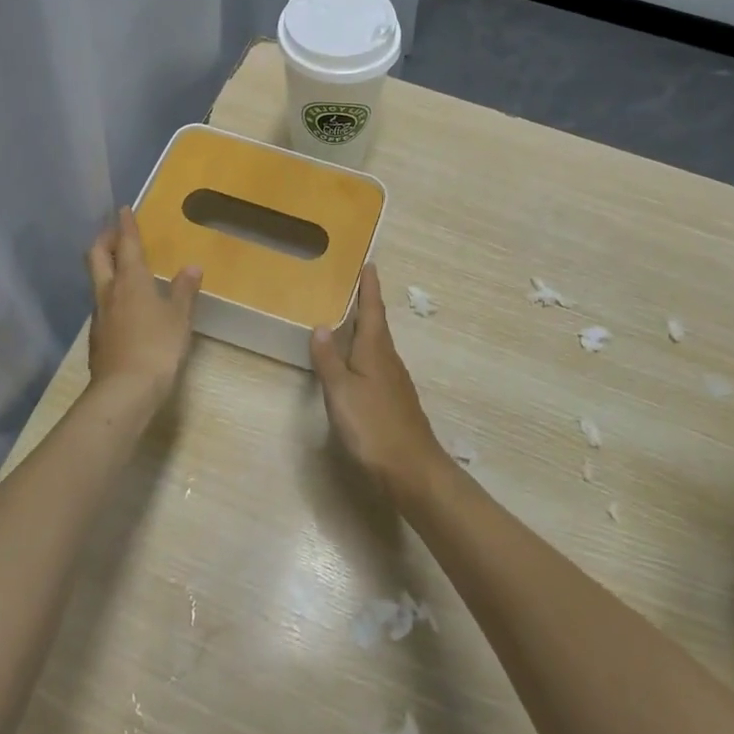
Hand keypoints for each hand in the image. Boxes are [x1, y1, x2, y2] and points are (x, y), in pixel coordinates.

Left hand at [86, 207, 201, 403]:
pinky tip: (124, 306)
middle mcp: (109, 292)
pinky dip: (110, 294)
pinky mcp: (98, 337)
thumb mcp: (179, 318)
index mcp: (130, 281)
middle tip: (114, 232)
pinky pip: (102, 305)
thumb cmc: (157, 347)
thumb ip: (184, 291)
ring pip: (97, 280)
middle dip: (105, 240)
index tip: (123, 209)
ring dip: (106, 267)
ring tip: (121, 267)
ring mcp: (99, 315)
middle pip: (98, 257)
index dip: (125, 225)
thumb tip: (191, 267)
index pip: (127, 245)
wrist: (124, 391)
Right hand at [309, 264, 444, 497]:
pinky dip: (366, 354)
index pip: (373, 310)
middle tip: (353, 287)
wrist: (412, 469)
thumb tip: (321, 326)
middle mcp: (389, 360)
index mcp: (376, 350)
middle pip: (378, 325)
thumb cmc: (373, 425)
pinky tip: (357, 365)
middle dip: (367, 305)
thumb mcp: (341, 391)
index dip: (369, 288)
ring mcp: (395, 382)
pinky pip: (378, 365)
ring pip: (378, 346)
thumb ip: (329, 359)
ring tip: (349, 321)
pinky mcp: (395, 401)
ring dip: (366, 330)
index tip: (369, 264)